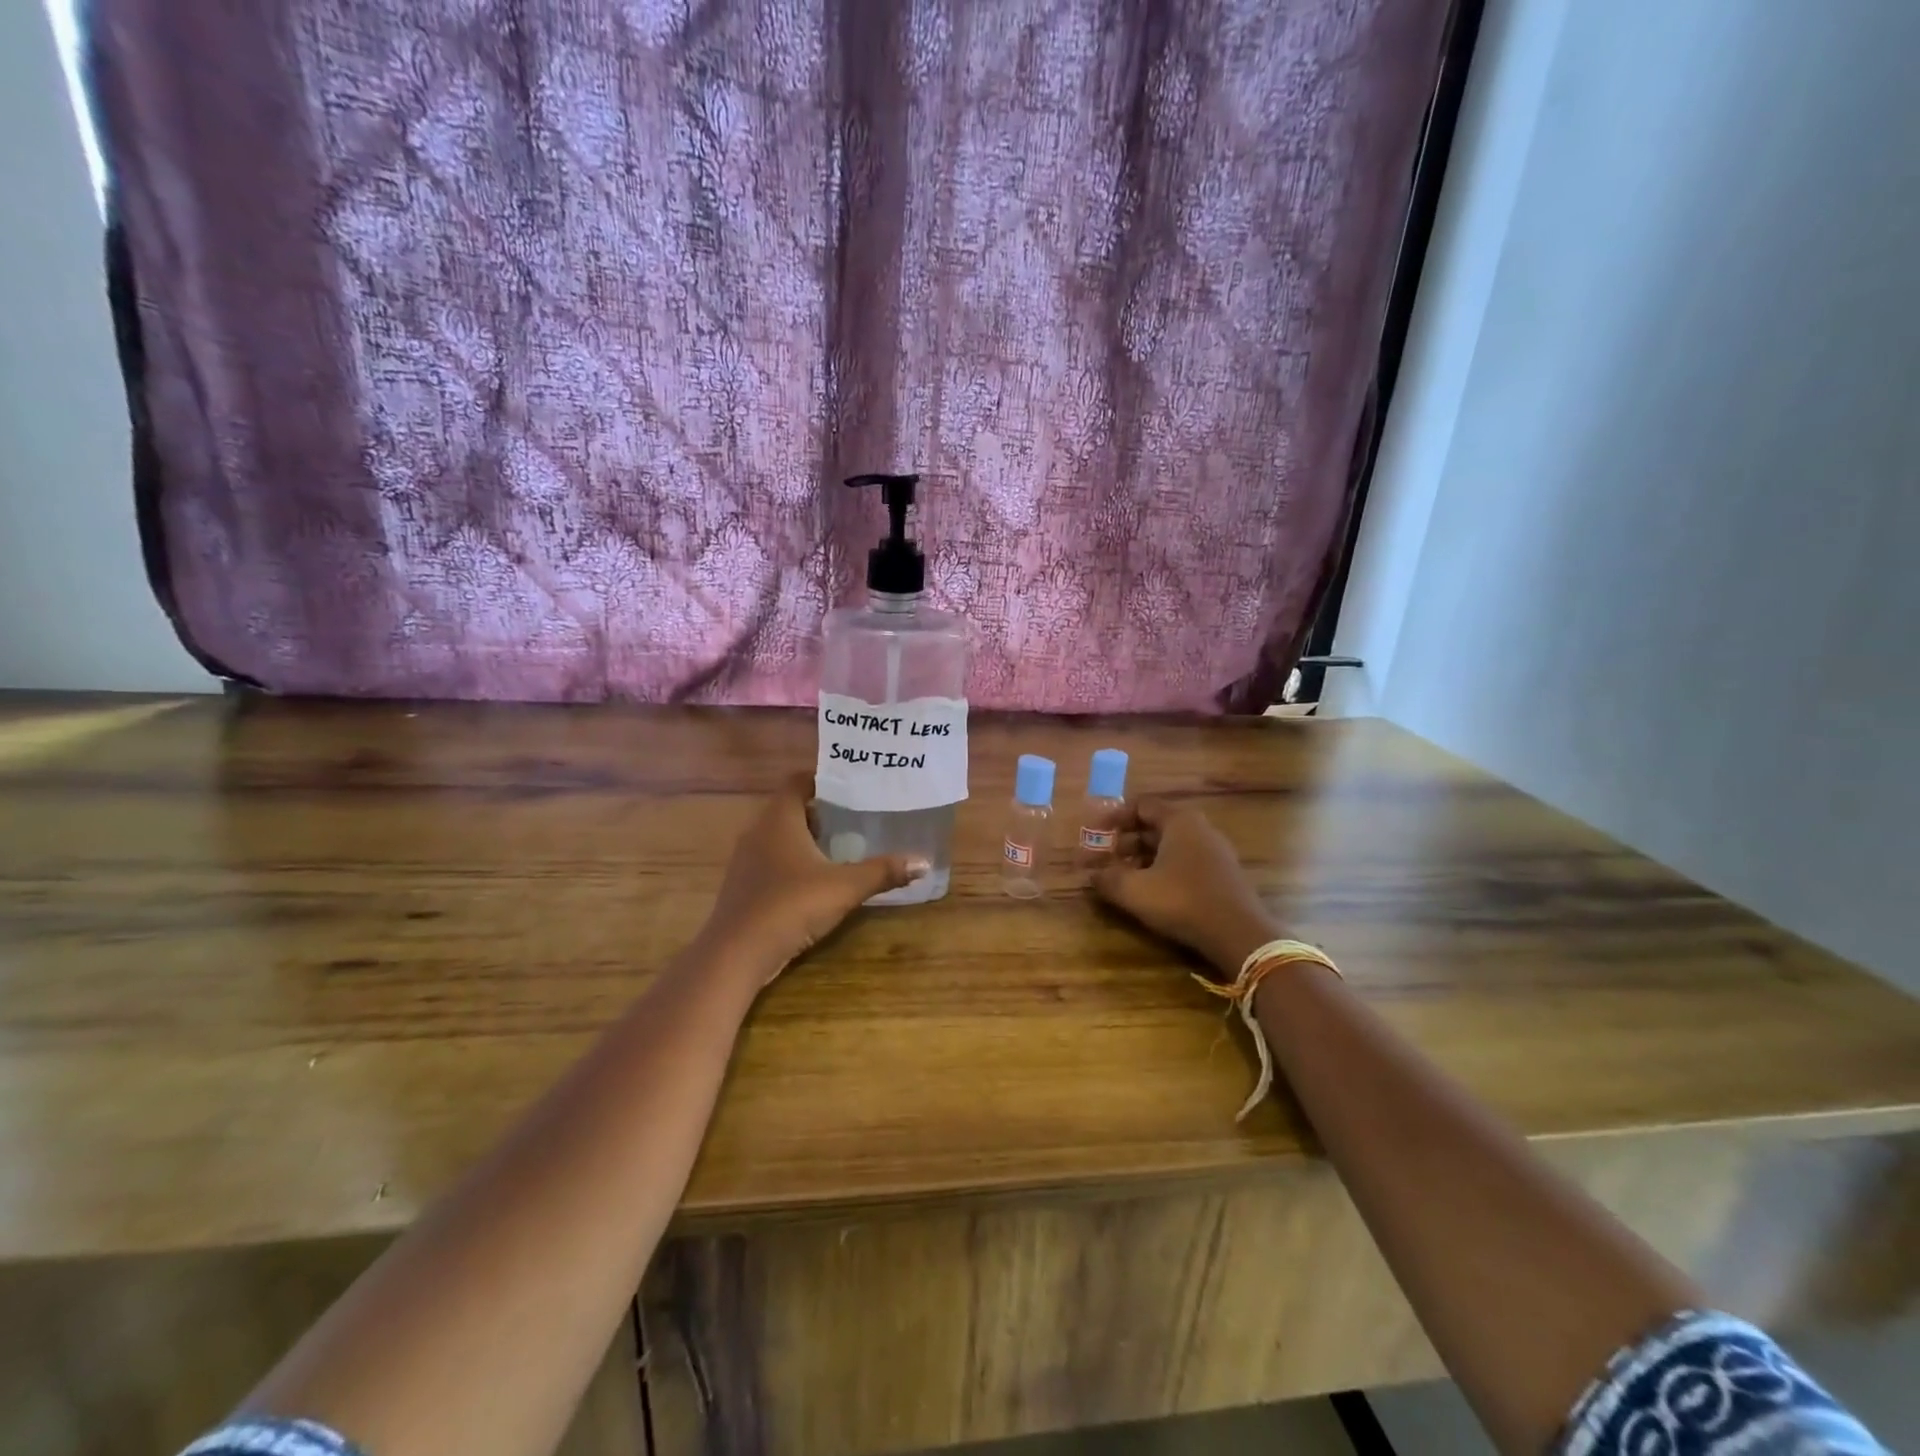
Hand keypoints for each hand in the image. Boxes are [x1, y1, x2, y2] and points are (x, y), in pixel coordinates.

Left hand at [702, 774, 926, 981]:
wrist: (737, 954)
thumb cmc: (791, 905)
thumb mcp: (844, 887)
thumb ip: (883, 872)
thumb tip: (924, 862)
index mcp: (778, 818)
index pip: (799, 781)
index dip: (824, 780)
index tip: (853, 786)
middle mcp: (758, 830)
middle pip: (791, 808)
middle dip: (822, 812)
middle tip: (857, 817)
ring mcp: (746, 859)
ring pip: (780, 836)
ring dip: (808, 839)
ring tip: (843, 847)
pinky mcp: (743, 885)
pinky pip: (772, 860)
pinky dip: (794, 862)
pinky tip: (817, 880)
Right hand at [1092, 799, 1277, 975]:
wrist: (1239, 934)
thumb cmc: (1182, 901)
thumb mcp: (1135, 890)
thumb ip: (1107, 878)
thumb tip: (1090, 874)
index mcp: (1179, 821)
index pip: (1141, 805)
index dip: (1114, 818)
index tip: (1095, 834)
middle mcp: (1200, 828)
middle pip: (1155, 826)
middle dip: (1125, 841)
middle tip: (1104, 859)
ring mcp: (1215, 852)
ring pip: (1170, 846)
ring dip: (1142, 858)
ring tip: (1122, 878)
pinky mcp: (1222, 875)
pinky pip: (1185, 862)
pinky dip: (1162, 869)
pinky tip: (1150, 892)